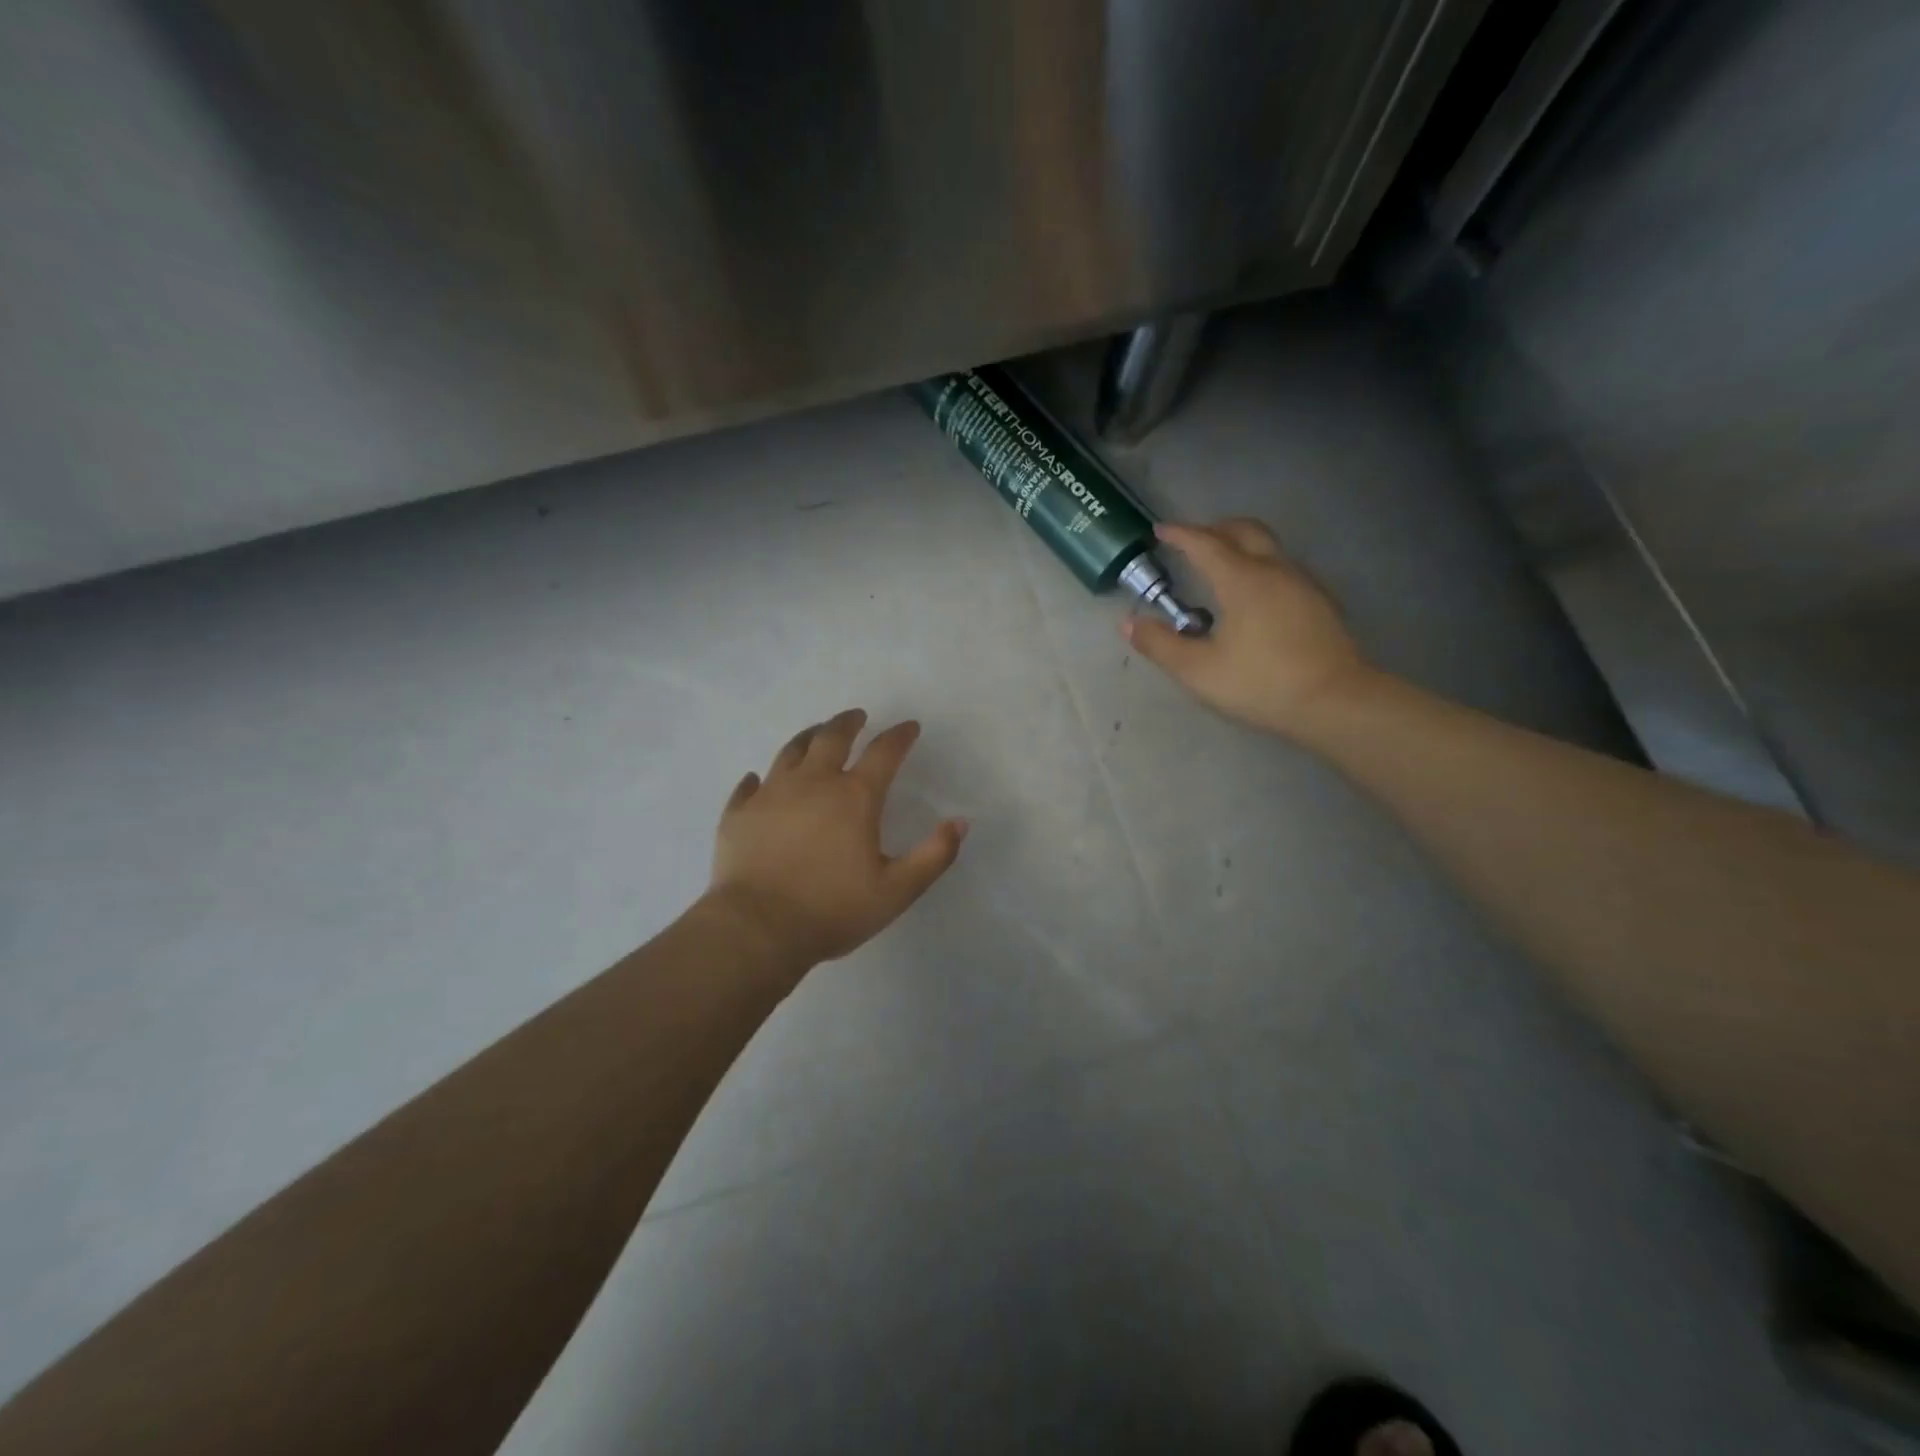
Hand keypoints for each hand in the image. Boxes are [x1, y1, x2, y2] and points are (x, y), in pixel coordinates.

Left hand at [708, 709, 967, 966]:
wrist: (757, 929)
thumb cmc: (833, 910)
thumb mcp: (897, 890)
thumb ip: (934, 856)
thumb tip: (960, 823)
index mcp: (854, 797)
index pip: (884, 753)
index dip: (900, 736)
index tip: (909, 727)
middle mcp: (812, 783)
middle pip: (832, 737)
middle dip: (848, 723)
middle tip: (857, 716)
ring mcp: (771, 794)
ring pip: (791, 751)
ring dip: (808, 737)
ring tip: (816, 733)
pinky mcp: (739, 814)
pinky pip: (749, 786)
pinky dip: (758, 779)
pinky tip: (758, 779)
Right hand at [1124, 519, 1376, 739]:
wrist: (1336, 702)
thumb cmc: (1261, 684)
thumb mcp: (1199, 671)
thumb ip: (1161, 645)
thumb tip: (1129, 623)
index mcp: (1242, 580)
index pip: (1205, 544)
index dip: (1180, 534)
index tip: (1160, 530)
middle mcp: (1274, 570)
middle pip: (1244, 530)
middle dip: (1214, 529)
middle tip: (1191, 542)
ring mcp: (1302, 583)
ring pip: (1268, 546)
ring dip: (1239, 545)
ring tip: (1219, 568)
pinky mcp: (1319, 602)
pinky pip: (1282, 567)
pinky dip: (1259, 565)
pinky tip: (1252, 598)